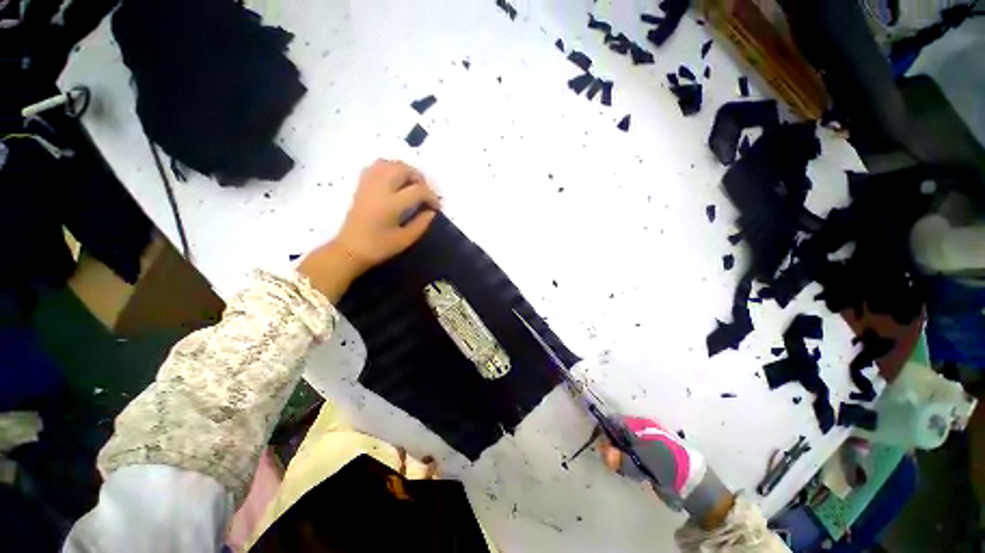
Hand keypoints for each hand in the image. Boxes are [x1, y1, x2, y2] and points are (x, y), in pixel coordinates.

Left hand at [300, 159, 439, 300]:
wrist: (350, 249)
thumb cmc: (379, 247)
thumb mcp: (405, 240)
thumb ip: (421, 223)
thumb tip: (431, 211)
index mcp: (390, 204)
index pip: (418, 190)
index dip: (432, 197)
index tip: (436, 207)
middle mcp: (379, 188)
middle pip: (403, 169)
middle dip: (420, 178)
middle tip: (425, 193)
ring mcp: (368, 184)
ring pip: (389, 163)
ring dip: (405, 171)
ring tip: (412, 185)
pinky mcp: (362, 185)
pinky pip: (377, 166)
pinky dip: (390, 169)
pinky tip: (395, 182)